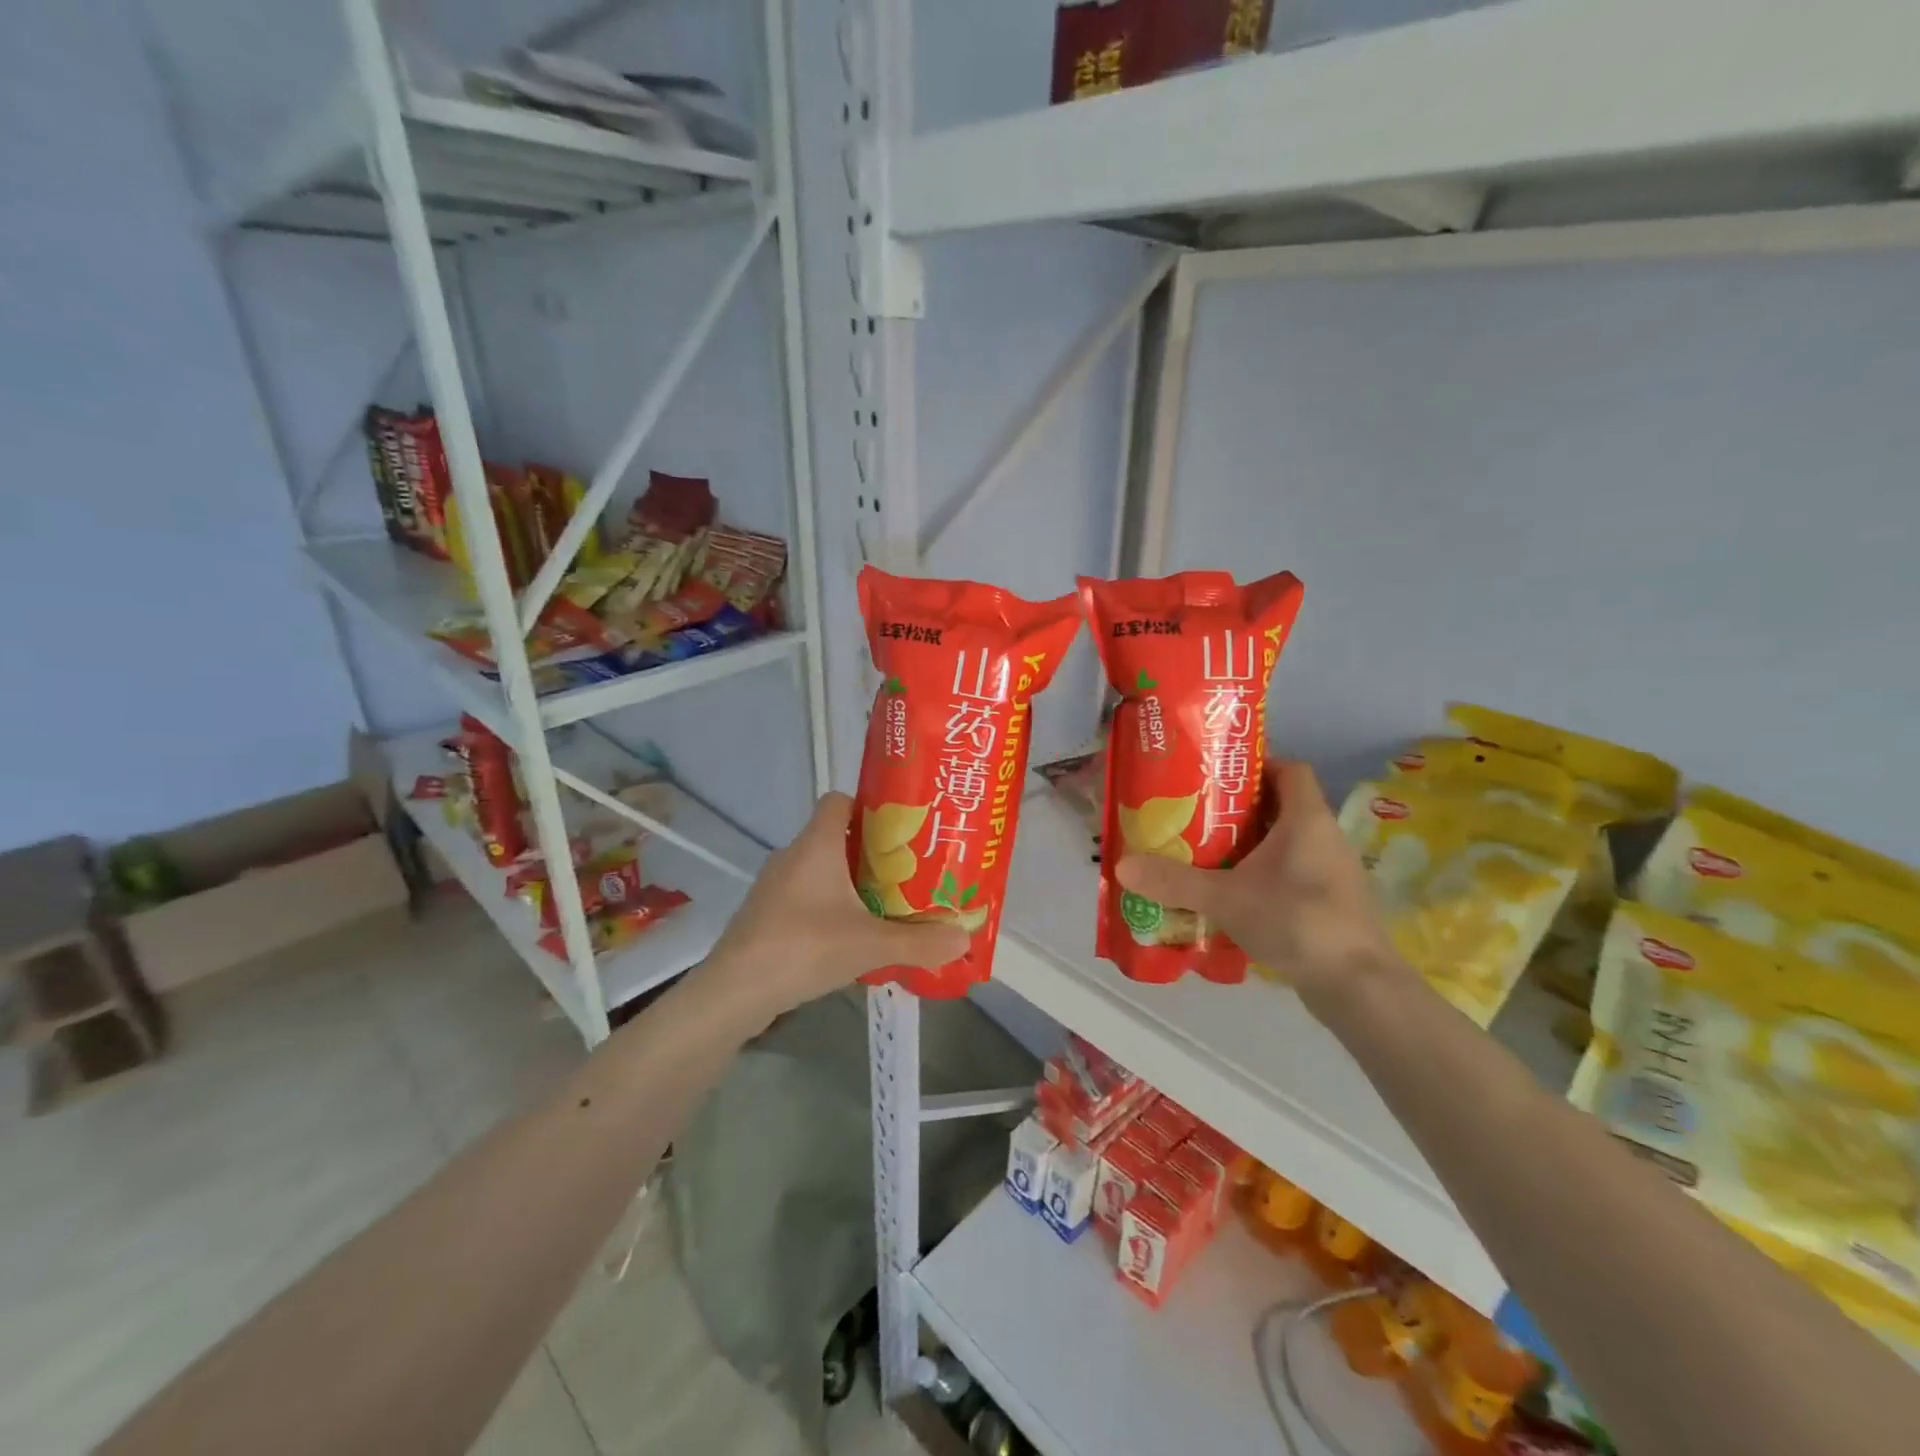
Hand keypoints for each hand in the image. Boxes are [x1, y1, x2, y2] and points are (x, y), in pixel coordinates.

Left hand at [697, 792, 969, 1027]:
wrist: (734, 992)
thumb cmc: (803, 948)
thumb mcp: (870, 945)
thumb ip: (919, 941)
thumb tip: (964, 938)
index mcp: (816, 845)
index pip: (838, 800)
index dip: (869, 807)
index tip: (900, 829)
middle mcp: (792, 856)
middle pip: (836, 837)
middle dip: (872, 852)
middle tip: (907, 871)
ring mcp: (775, 887)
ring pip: (821, 870)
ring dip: (851, 883)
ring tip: (886, 905)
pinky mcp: (765, 915)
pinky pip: (806, 897)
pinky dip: (829, 907)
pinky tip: (850, 936)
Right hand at [1114, 760, 1399, 1015]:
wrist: (1359, 987)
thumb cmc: (1297, 921)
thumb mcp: (1226, 898)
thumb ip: (1175, 881)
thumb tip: (1121, 865)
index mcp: (1306, 819)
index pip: (1289, 769)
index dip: (1256, 765)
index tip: (1217, 778)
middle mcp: (1324, 837)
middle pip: (1281, 805)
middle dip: (1239, 809)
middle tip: (1196, 816)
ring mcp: (1332, 872)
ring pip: (1286, 843)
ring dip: (1250, 845)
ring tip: (1206, 854)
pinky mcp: (1331, 903)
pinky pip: (1292, 874)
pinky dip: (1264, 876)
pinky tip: (1233, 895)